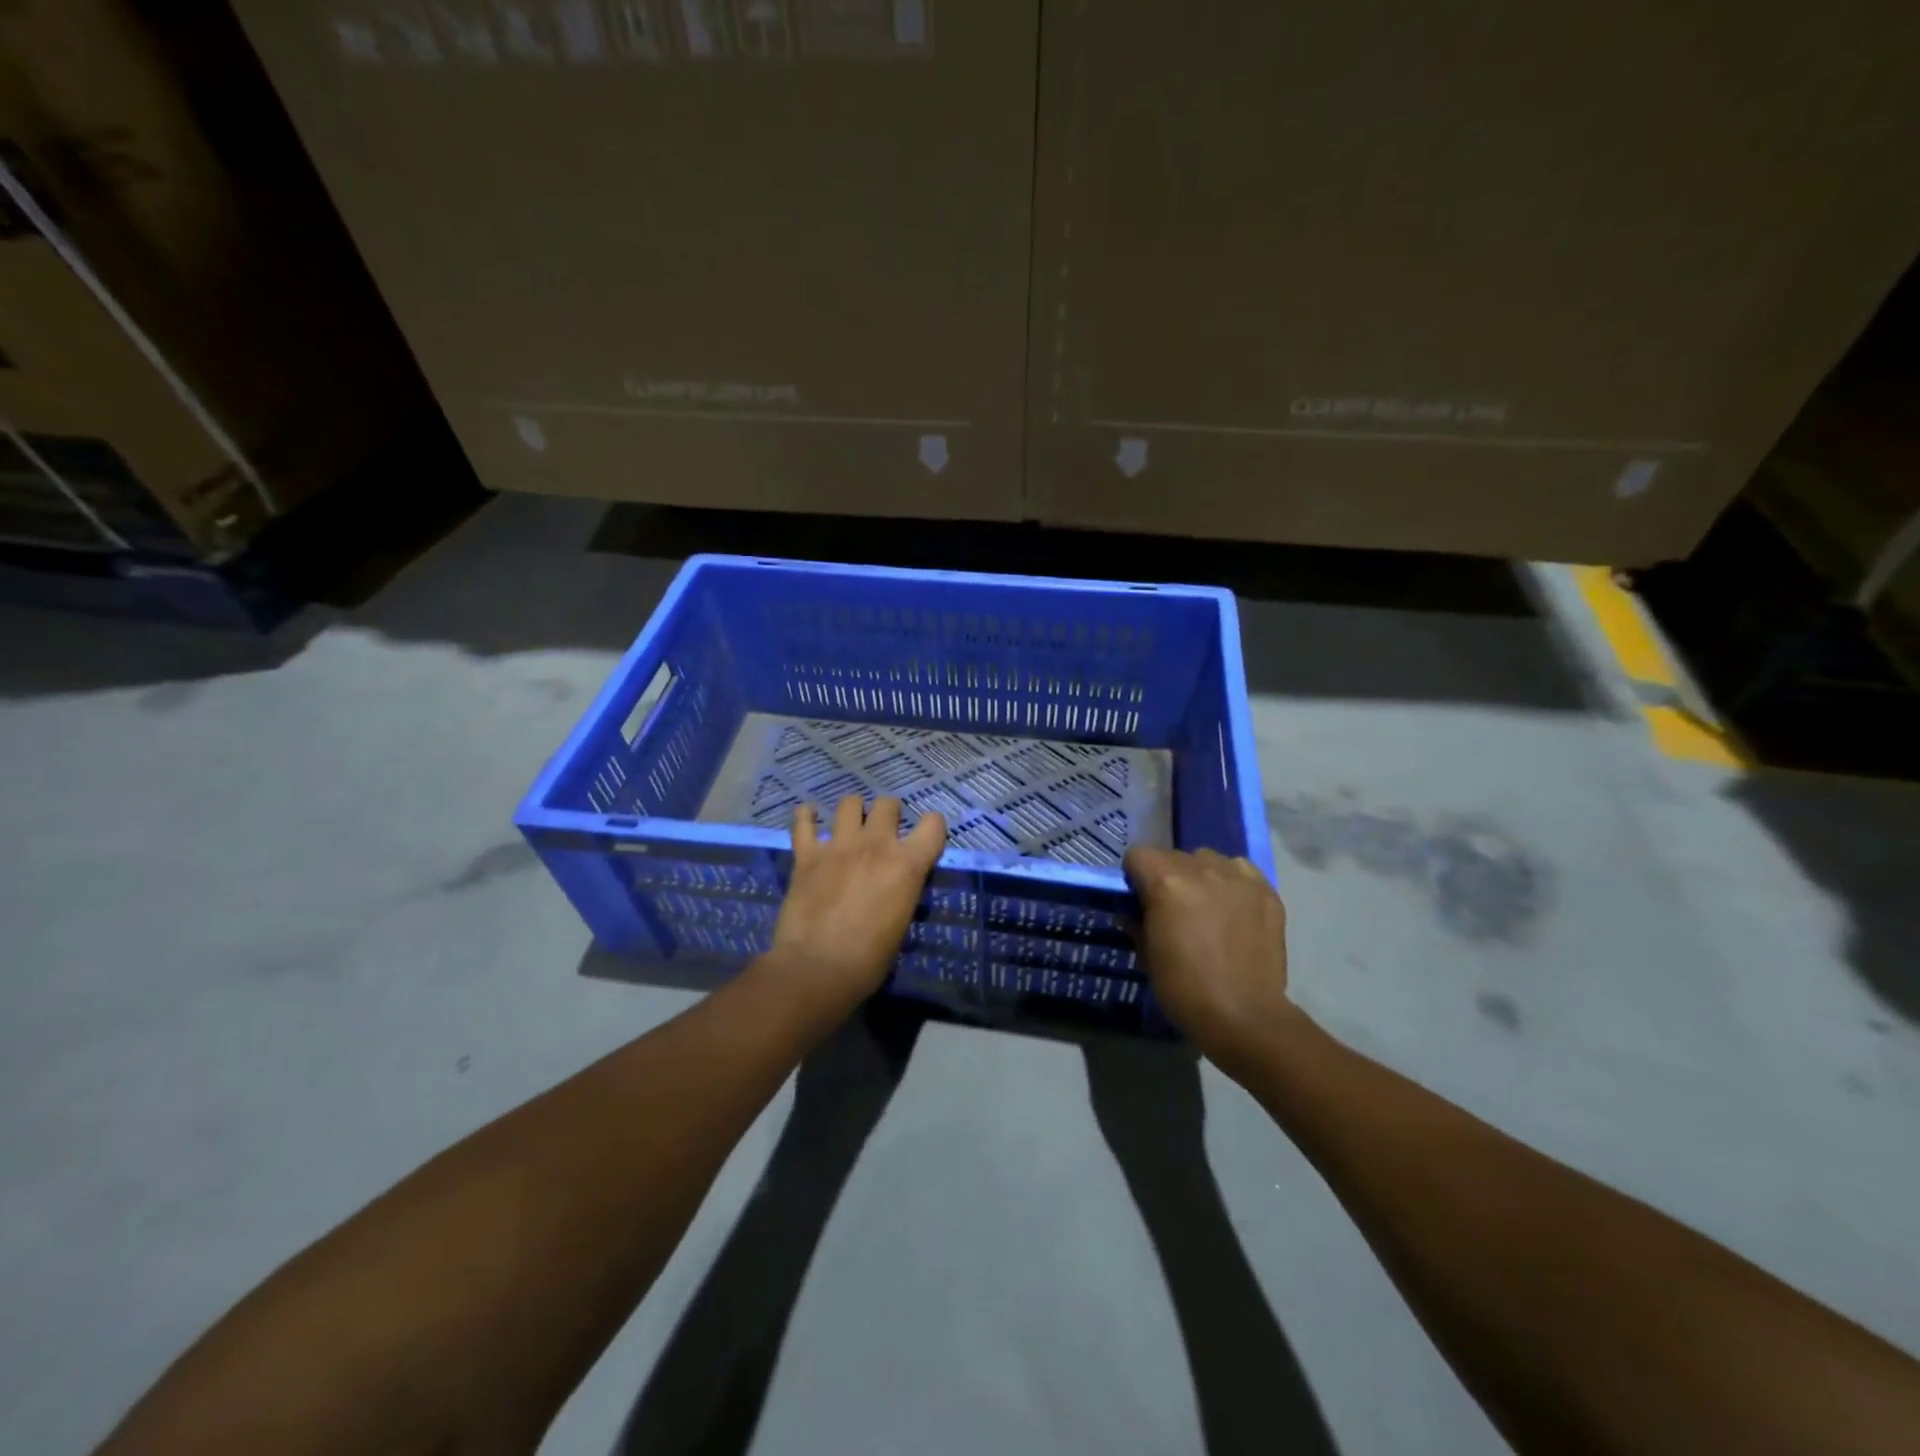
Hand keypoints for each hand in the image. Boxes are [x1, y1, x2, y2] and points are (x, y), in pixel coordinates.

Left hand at [769, 795, 945, 1014]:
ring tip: (849, 826)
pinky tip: (809, 819)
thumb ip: (901, 891)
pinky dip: (807, 817)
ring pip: (849, 803)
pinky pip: (803, 822)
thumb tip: (895, 884)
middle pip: (888, 804)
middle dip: (889, 814)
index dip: (932, 828)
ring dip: (853, 811)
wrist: (817, 969)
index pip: (934, 824)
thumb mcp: (901, 923)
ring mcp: (839, 846)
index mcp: (907, 864)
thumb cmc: (869, 960)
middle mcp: (876, 845)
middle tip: (883, 833)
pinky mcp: (807, 855)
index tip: (925, 838)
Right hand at [1124, 846, 1296, 1063]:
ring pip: (1209, 859)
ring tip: (1206, 906)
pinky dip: (1232, 882)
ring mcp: (1238, 877)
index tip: (1139, 900)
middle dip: (1167, 876)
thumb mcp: (1147, 956)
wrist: (1244, 1016)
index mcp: (1166, 882)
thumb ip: (1137, 923)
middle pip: (1174, 856)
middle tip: (1173, 909)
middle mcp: (1202, 869)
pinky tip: (1234, 909)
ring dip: (1201, 876)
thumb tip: (1133, 912)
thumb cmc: (1184, 988)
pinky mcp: (1266, 891)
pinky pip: (1241, 871)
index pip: (1138, 855)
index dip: (1134, 876)